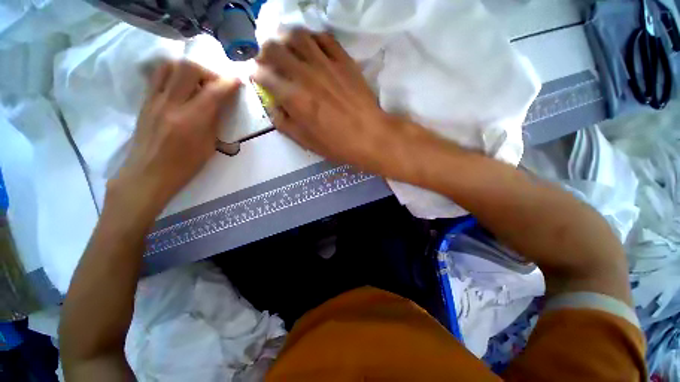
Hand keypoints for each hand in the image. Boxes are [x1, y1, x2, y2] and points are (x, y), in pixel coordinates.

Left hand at [108, 60, 240, 218]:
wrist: (148, 173)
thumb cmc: (185, 165)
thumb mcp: (209, 145)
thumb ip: (214, 120)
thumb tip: (219, 103)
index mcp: (192, 120)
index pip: (214, 91)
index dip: (228, 83)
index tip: (237, 81)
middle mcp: (171, 104)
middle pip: (188, 69)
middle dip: (207, 72)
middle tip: (216, 84)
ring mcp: (154, 100)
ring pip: (170, 66)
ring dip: (188, 69)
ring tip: (197, 82)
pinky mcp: (145, 101)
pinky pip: (159, 76)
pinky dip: (173, 74)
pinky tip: (181, 87)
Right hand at [253, 29, 421, 174]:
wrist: (370, 136)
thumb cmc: (338, 145)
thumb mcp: (306, 142)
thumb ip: (284, 123)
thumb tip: (274, 106)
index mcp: (293, 98)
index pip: (262, 74)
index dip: (255, 73)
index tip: (258, 77)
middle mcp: (305, 74)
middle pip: (274, 48)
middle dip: (264, 53)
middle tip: (268, 61)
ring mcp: (326, 63)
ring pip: (296, 36)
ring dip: (285, 40)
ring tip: (287, 50)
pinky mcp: (343, 59)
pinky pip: (323, 38)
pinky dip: (311, 39)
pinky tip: (311, 48)